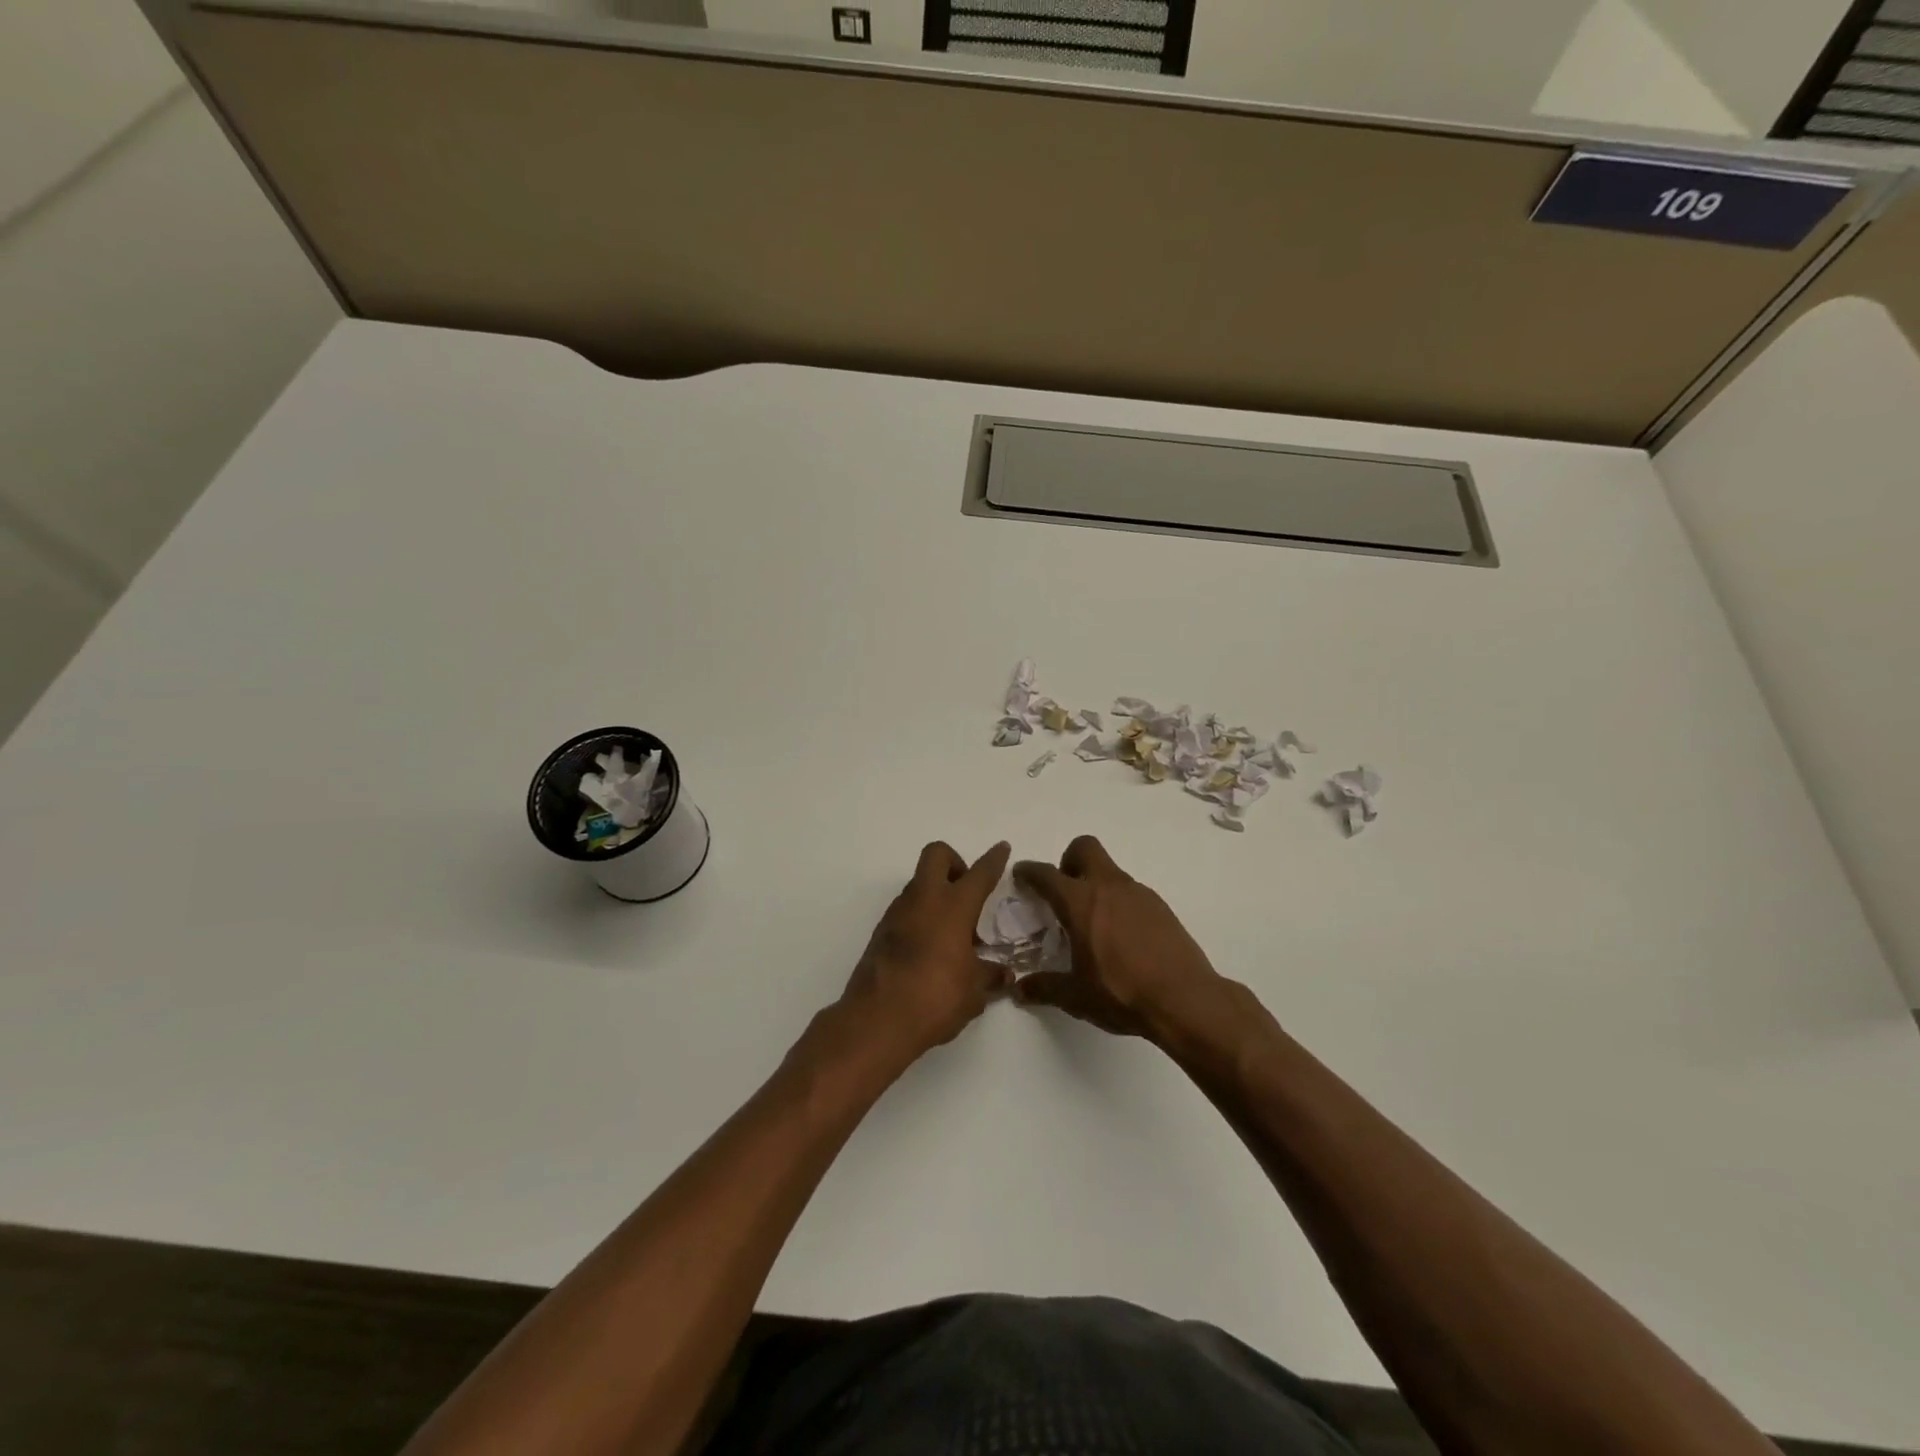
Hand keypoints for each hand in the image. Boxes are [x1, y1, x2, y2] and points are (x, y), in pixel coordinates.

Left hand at [836, 841, 1012, 1067]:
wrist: (877, 1020)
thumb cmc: (935, 998)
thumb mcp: (973, 991)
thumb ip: (990, 976)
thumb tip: (1004, 975)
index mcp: (953, 907)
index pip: (979, 874)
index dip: (993, 860)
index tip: (1001, 849)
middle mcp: (924, 900)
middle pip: (937, 855)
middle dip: (955, 862)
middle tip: (967, 891)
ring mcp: (897, 913)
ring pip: (919, 883)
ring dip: (936, 893)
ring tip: (952, 930)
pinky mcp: (880, 931)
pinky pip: (905, 909)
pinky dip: (920, 916)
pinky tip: (930, 948)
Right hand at [1012, 835, 1226, 1042]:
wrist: (1185, 999)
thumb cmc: (1122, 993)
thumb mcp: (1076, 996)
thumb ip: (1045, 987)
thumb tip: (1019, 989)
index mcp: (1080, 903)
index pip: (1047, 874)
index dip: (1030, 872)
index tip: (1021, 875)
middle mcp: (1108, 887)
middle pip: (1084, 848)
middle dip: (1068, 860)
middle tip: (1064, 891)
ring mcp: (1139, 893)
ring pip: (1110, 870)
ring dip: (1096, 884)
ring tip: (1094, 922)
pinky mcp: (1160, 906)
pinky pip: (1131, 892)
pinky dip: (1119, 902)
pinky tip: (1122, 936)